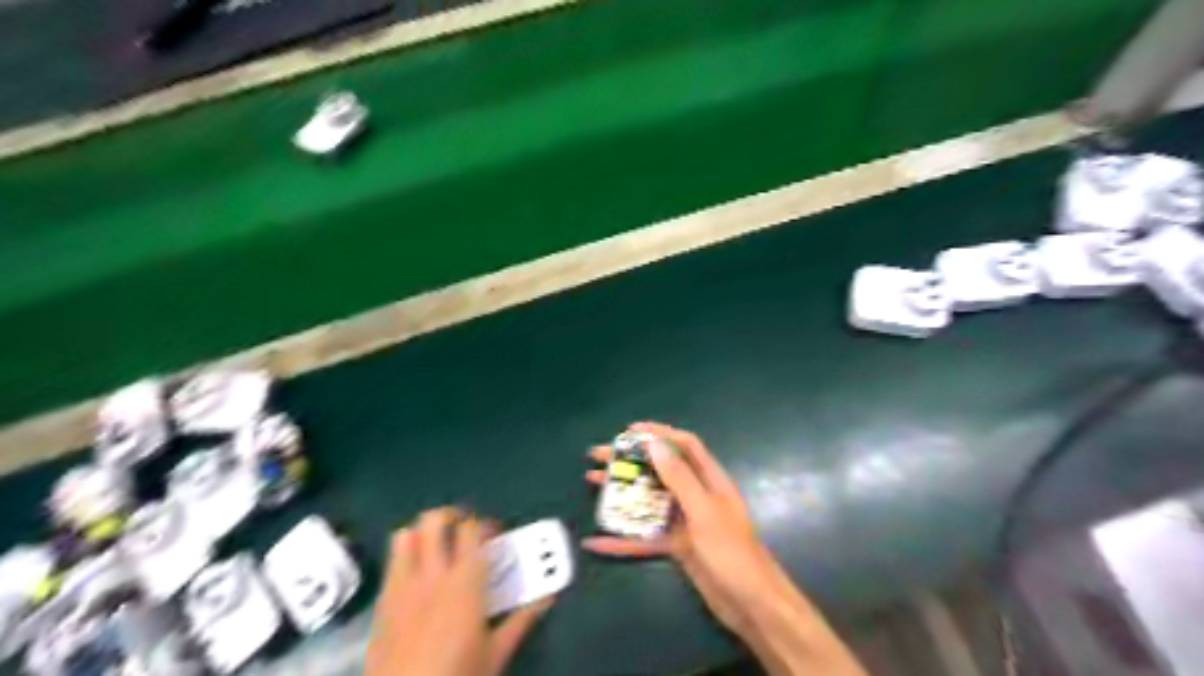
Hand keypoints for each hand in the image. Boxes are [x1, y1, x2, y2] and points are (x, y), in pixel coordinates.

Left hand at [366, 506, 554, 675]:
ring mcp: (400, 587)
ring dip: (422, 533)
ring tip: (436, 547)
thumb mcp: (495, 654)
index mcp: (464, 582)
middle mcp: (430, 575)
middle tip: (464, 531)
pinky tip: (417, 579)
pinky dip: (405, 558)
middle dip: (451, 517)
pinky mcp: (380, 604)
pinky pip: (390, 564)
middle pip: (434, 521)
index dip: (483, 525)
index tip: (494, 536)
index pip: (470, 530)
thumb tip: (547, 598)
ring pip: (405, 536)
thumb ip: (521, 620)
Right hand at [586, 423, 791, 632]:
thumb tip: (654, 444)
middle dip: (630, 460)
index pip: (684, 445)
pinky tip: (597, 542)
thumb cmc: (733, 553)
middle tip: (598, 456)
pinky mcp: (677, 546)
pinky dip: (622, 540)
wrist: (752, 606)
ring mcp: (685, 521)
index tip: (628, 432)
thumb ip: (680, 478)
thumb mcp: (704, 512)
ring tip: (592, 482)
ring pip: (649, 500)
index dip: (659, 433)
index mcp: (710, 480)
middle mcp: (696, 495)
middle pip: (660, 470)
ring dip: (622, 492)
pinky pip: (646, 537)